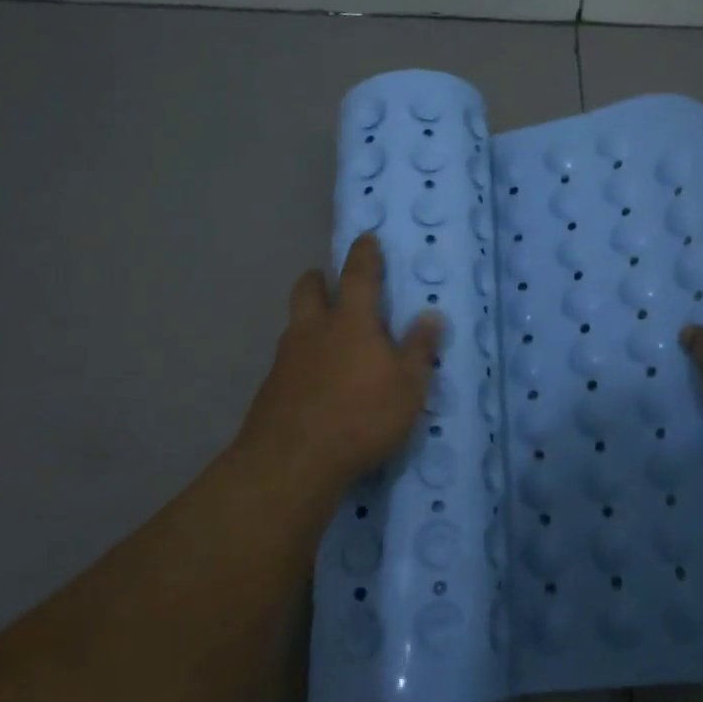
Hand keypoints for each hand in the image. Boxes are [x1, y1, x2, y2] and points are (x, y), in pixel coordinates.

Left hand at [237, 233, 442, 495]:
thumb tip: (431, 315)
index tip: (366, 239)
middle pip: (308, 288)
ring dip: (310, 319)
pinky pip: (289, 357)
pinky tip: (315, 380)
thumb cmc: (361, 418)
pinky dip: (303, 357)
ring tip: (329, 338)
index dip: (364, 254)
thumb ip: (418, 349)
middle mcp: (314, 329)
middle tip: (333, 284)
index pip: (358, 275)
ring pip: (295, 322)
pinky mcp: (271, 386)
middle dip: (320, 279)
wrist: (292, 462)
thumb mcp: (407, 388)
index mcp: (351, 321)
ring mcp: (287, 357)